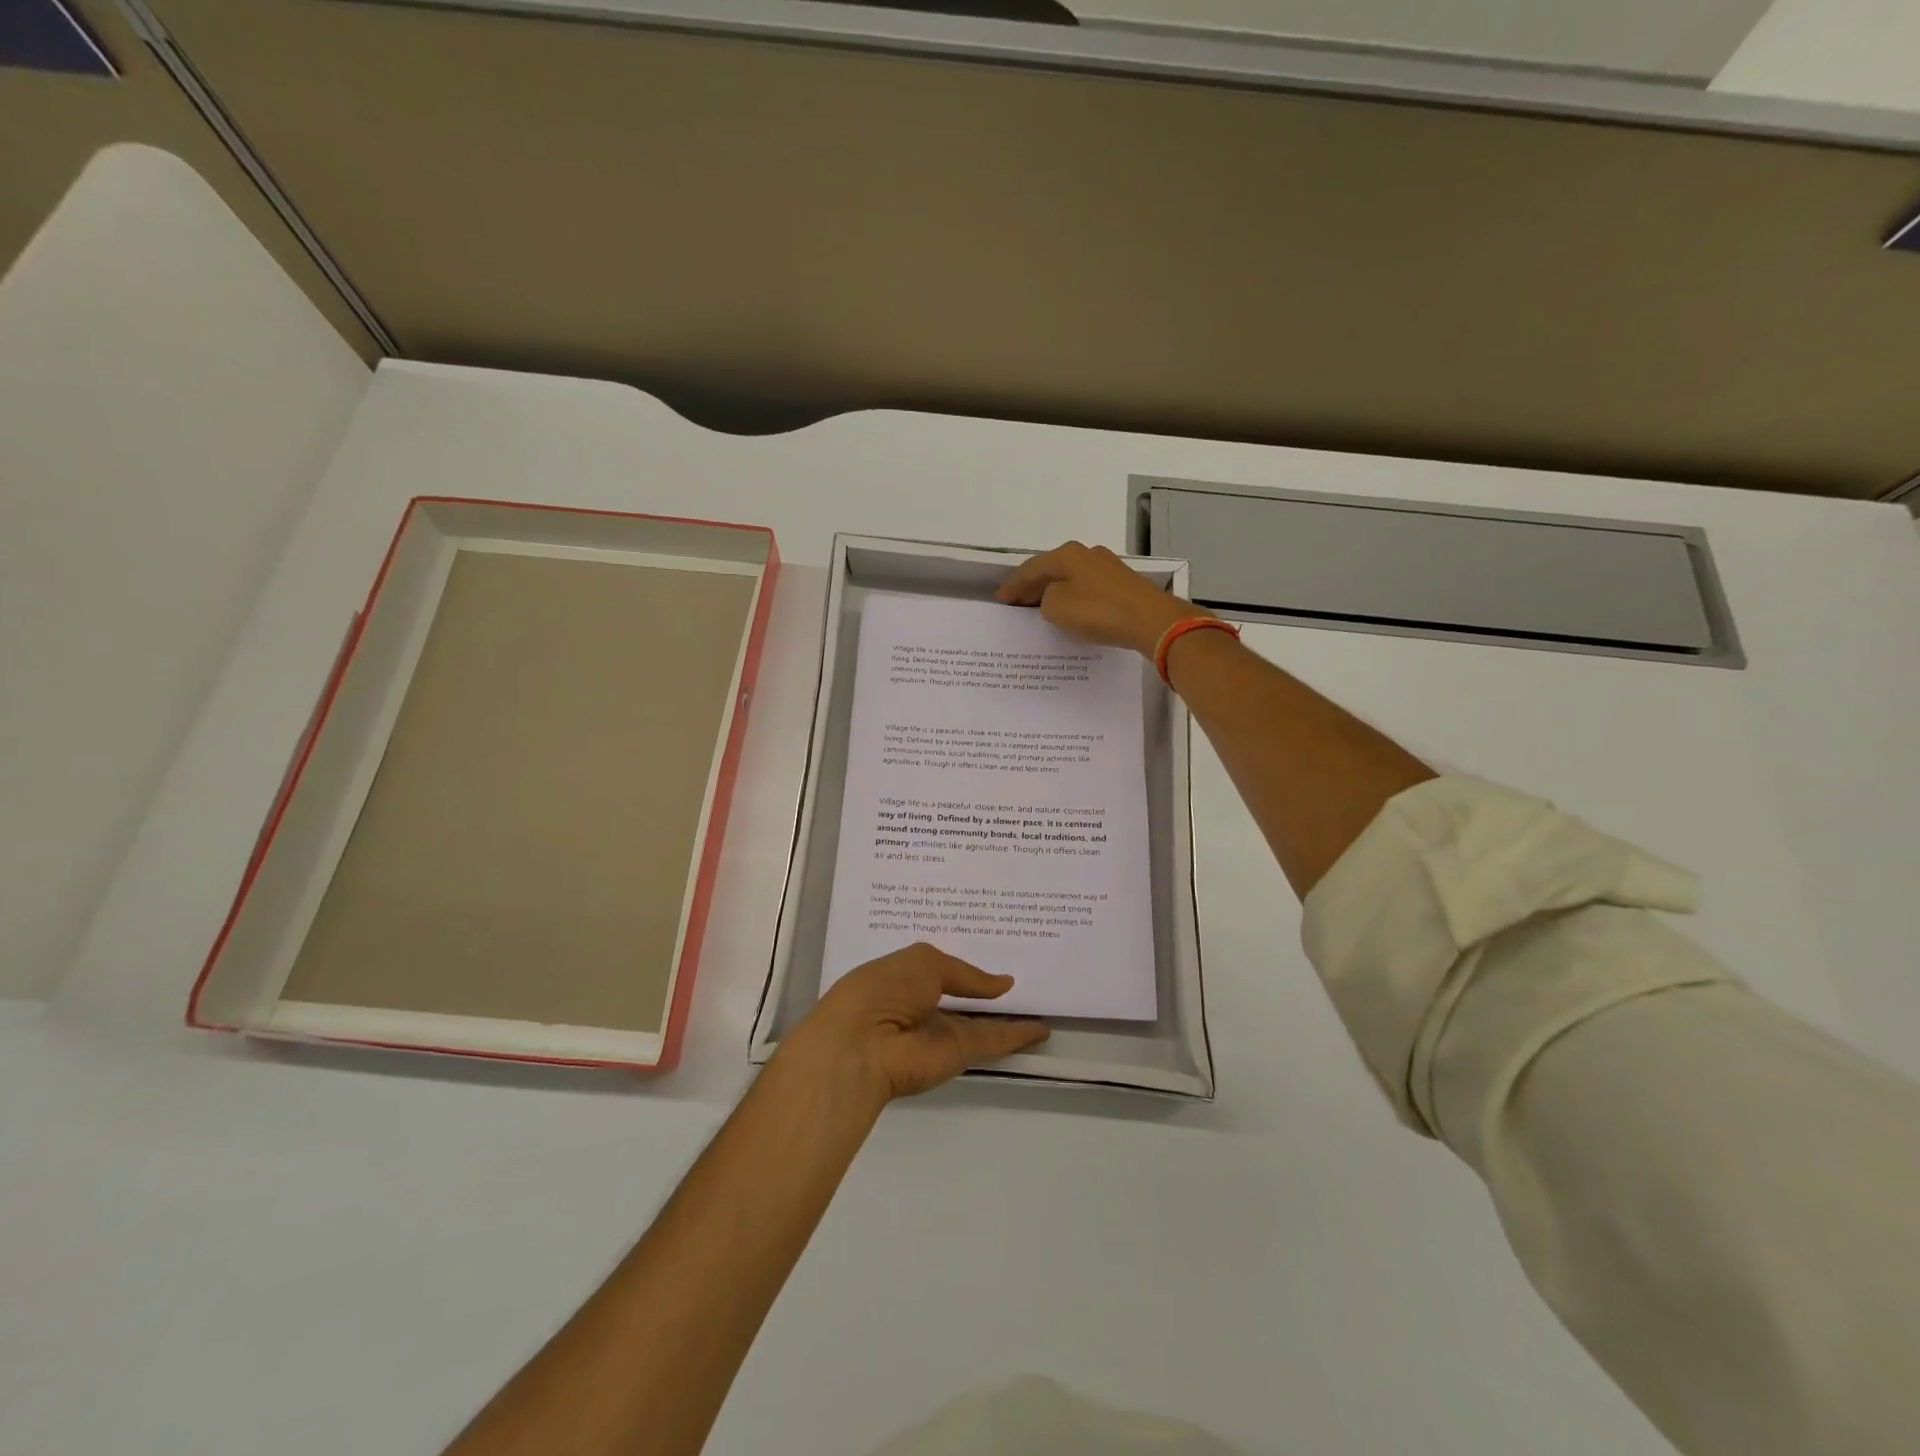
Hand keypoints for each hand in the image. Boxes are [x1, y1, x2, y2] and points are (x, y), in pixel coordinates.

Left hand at [780, 944, 1050, 1106]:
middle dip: (986, 990)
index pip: (938, 969)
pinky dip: (1017, 1036)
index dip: (961, 962)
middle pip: (961, 998)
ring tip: (1040, 1002)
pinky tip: (1042, 1029)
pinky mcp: (958, 1055)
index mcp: (903, 977)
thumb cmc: (883, 989)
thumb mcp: (924, 962)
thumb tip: (1002, 985)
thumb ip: (966, 974)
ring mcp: (940, 1032)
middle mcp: (922, 1005)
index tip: (991, 950)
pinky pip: (992, 1041)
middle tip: (1024, 973)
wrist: (863, 1044)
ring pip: (981, 1022)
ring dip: (1008, 1016)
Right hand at [996, 540, 1205, 657]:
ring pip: (1072, 579)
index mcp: (1067, 554)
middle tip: (1017, 603)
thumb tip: (1053, 598)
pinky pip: (1088, 591)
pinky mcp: (1124, 585)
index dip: (1013, 585)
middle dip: (1033, 586)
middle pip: (1052, 570)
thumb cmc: (1098, 610)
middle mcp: (1088, 554)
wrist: (1151, 620)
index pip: (1031, 568)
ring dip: (1055, 593)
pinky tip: (1071, 612)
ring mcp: (1109, 568)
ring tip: (1040, 609)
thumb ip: (1045, 600)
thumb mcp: (1056, 607)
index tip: (1000, 599)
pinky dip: (1074, 600)